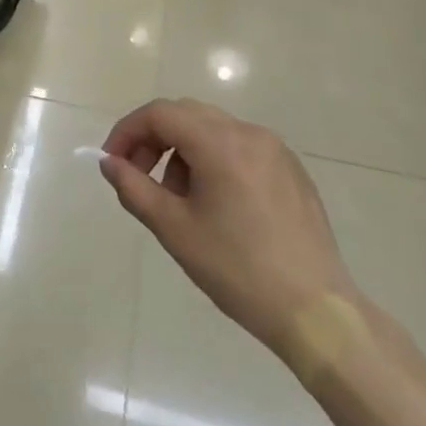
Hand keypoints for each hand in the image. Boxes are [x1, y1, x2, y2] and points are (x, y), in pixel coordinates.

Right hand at [101, 99, 360, 366]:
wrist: (316, 311)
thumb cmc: (237, 269)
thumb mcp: (174, 229)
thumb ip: (134, 187)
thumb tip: (110, 162)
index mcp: (219, 143)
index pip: (159, 114)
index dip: (128, 131)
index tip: (112, 162)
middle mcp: (248, 133)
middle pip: (186, 115)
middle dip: (154, 139)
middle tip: (138, 177)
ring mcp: (275, 149)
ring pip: (213, 130)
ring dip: (183, 151)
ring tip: (179, 199)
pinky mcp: (291, 169)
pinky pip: (240, 148)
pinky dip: (214, 160)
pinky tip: (216, 205)